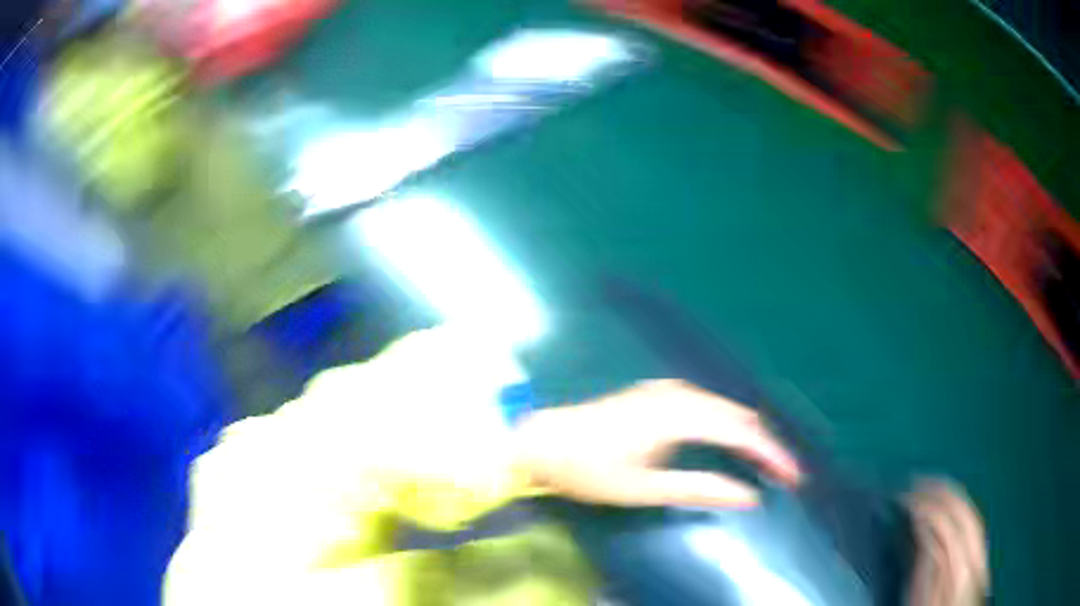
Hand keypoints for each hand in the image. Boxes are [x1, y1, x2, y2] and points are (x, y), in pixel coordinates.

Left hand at [513, 379, 800, 508]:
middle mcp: (678, 395)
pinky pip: (707, 406)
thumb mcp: (645, 489)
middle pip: (737, 416)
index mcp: (678, 416)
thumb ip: (699, 489)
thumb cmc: (590, 470)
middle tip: (784, 474)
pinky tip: (730, 441)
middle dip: (764, 444)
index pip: (741, 432)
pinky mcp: (657, 394)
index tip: (793, 475)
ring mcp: (666, 391)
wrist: (544, 442)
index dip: (772, 453)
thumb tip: (748, 496)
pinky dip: (727, 424)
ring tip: (764, 462)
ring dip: (747, 433)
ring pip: (724, 408)